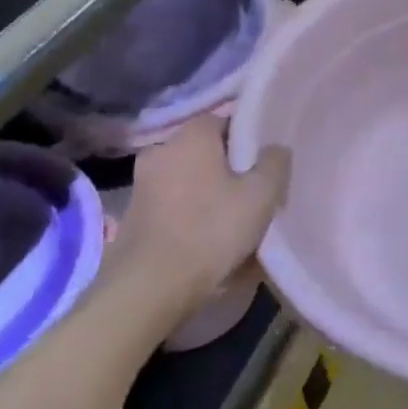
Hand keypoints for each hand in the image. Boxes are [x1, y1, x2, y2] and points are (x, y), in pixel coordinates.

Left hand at [116, 116, 290, 307]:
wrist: (149, 288)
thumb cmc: (211, 231)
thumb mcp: (261, 196)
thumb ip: (274, 163)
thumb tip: (275, 149)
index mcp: (191, 136)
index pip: (224, 120)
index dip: (247, 139)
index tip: (263, 165)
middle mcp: (160, 149)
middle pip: (204, 151)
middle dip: (227, 167)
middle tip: (251, 193)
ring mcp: (141, 182)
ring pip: (187, 178)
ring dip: (206, 192)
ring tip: (230, 220)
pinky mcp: (132, 214)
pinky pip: (171, 203)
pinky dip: (187, 212)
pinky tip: (204, 237)